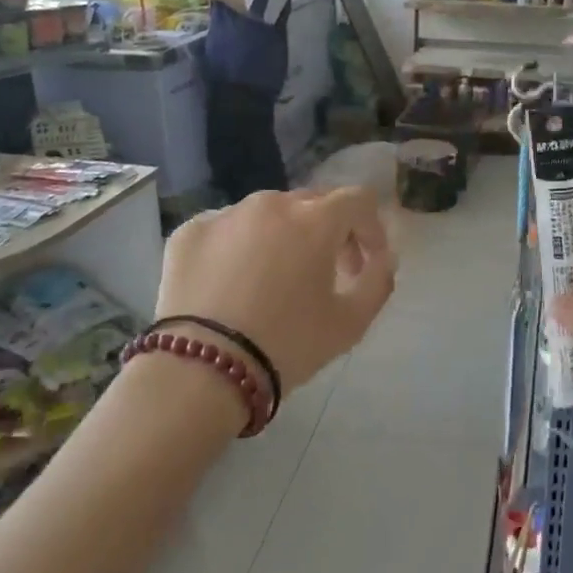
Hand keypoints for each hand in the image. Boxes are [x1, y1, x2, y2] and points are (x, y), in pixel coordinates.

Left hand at [156, 188, 395, 394]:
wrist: (201, 371)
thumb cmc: (287, 345)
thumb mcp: (351, 322)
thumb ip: (379, 280)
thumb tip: (383, 257)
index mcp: (314, 220)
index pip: (358, 200)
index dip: (371, 229)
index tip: (365, 263)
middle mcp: (270, 204)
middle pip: (313, 203)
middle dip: (329, 232)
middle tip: (327, 272)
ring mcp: (225, 214)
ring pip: (268, 213)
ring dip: (284, 236)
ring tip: (276, 278)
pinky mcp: (190, 231)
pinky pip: (227, 228)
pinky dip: (239, 246)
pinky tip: (234, 283)